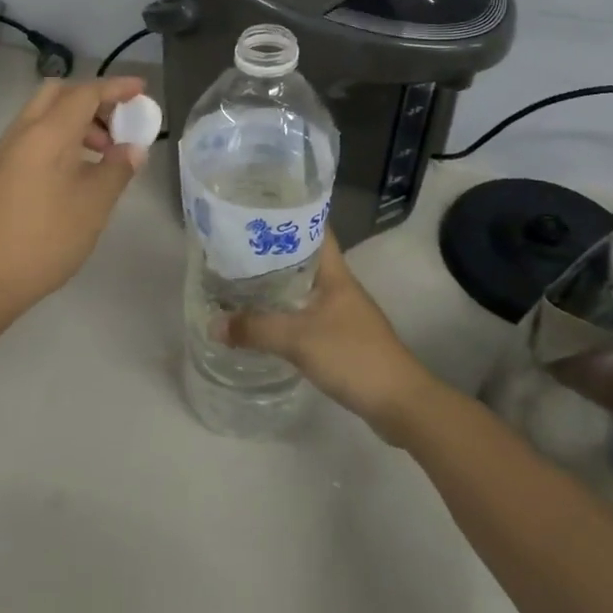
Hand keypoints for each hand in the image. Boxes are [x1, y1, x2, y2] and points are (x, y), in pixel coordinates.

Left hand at [0, 76, 149, 318]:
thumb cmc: (45, 240)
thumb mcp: (93, 205)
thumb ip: (117, 169)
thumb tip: (133, 147)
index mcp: (47, 133)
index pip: (85, 93)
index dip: (116, 88)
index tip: (142, 90)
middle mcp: (22, 132)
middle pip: (59, 94)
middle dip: (93, 100)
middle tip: (119, 125)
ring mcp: (6, 152)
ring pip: (44, 115)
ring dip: (77, 121)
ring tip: (104, 154)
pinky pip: (34, 136)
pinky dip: (60, 138)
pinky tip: (77, 171)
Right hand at [225, 235, 436, 441]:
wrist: (399, 403)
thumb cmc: (353, 356)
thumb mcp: (298, 339)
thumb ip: (255, 329)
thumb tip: (213, 324)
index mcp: (335, 273)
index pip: (314, 229)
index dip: (288, 216)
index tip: (256, 210)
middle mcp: (339, 286)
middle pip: (304, 257)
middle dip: (272, 251)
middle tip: (234, 246)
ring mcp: (343, 313)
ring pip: (304, 287)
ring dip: (277, 283)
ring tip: (240, 280)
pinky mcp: (342, 338)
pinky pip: (306, 314)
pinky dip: (285, 312)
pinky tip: (264, 320)